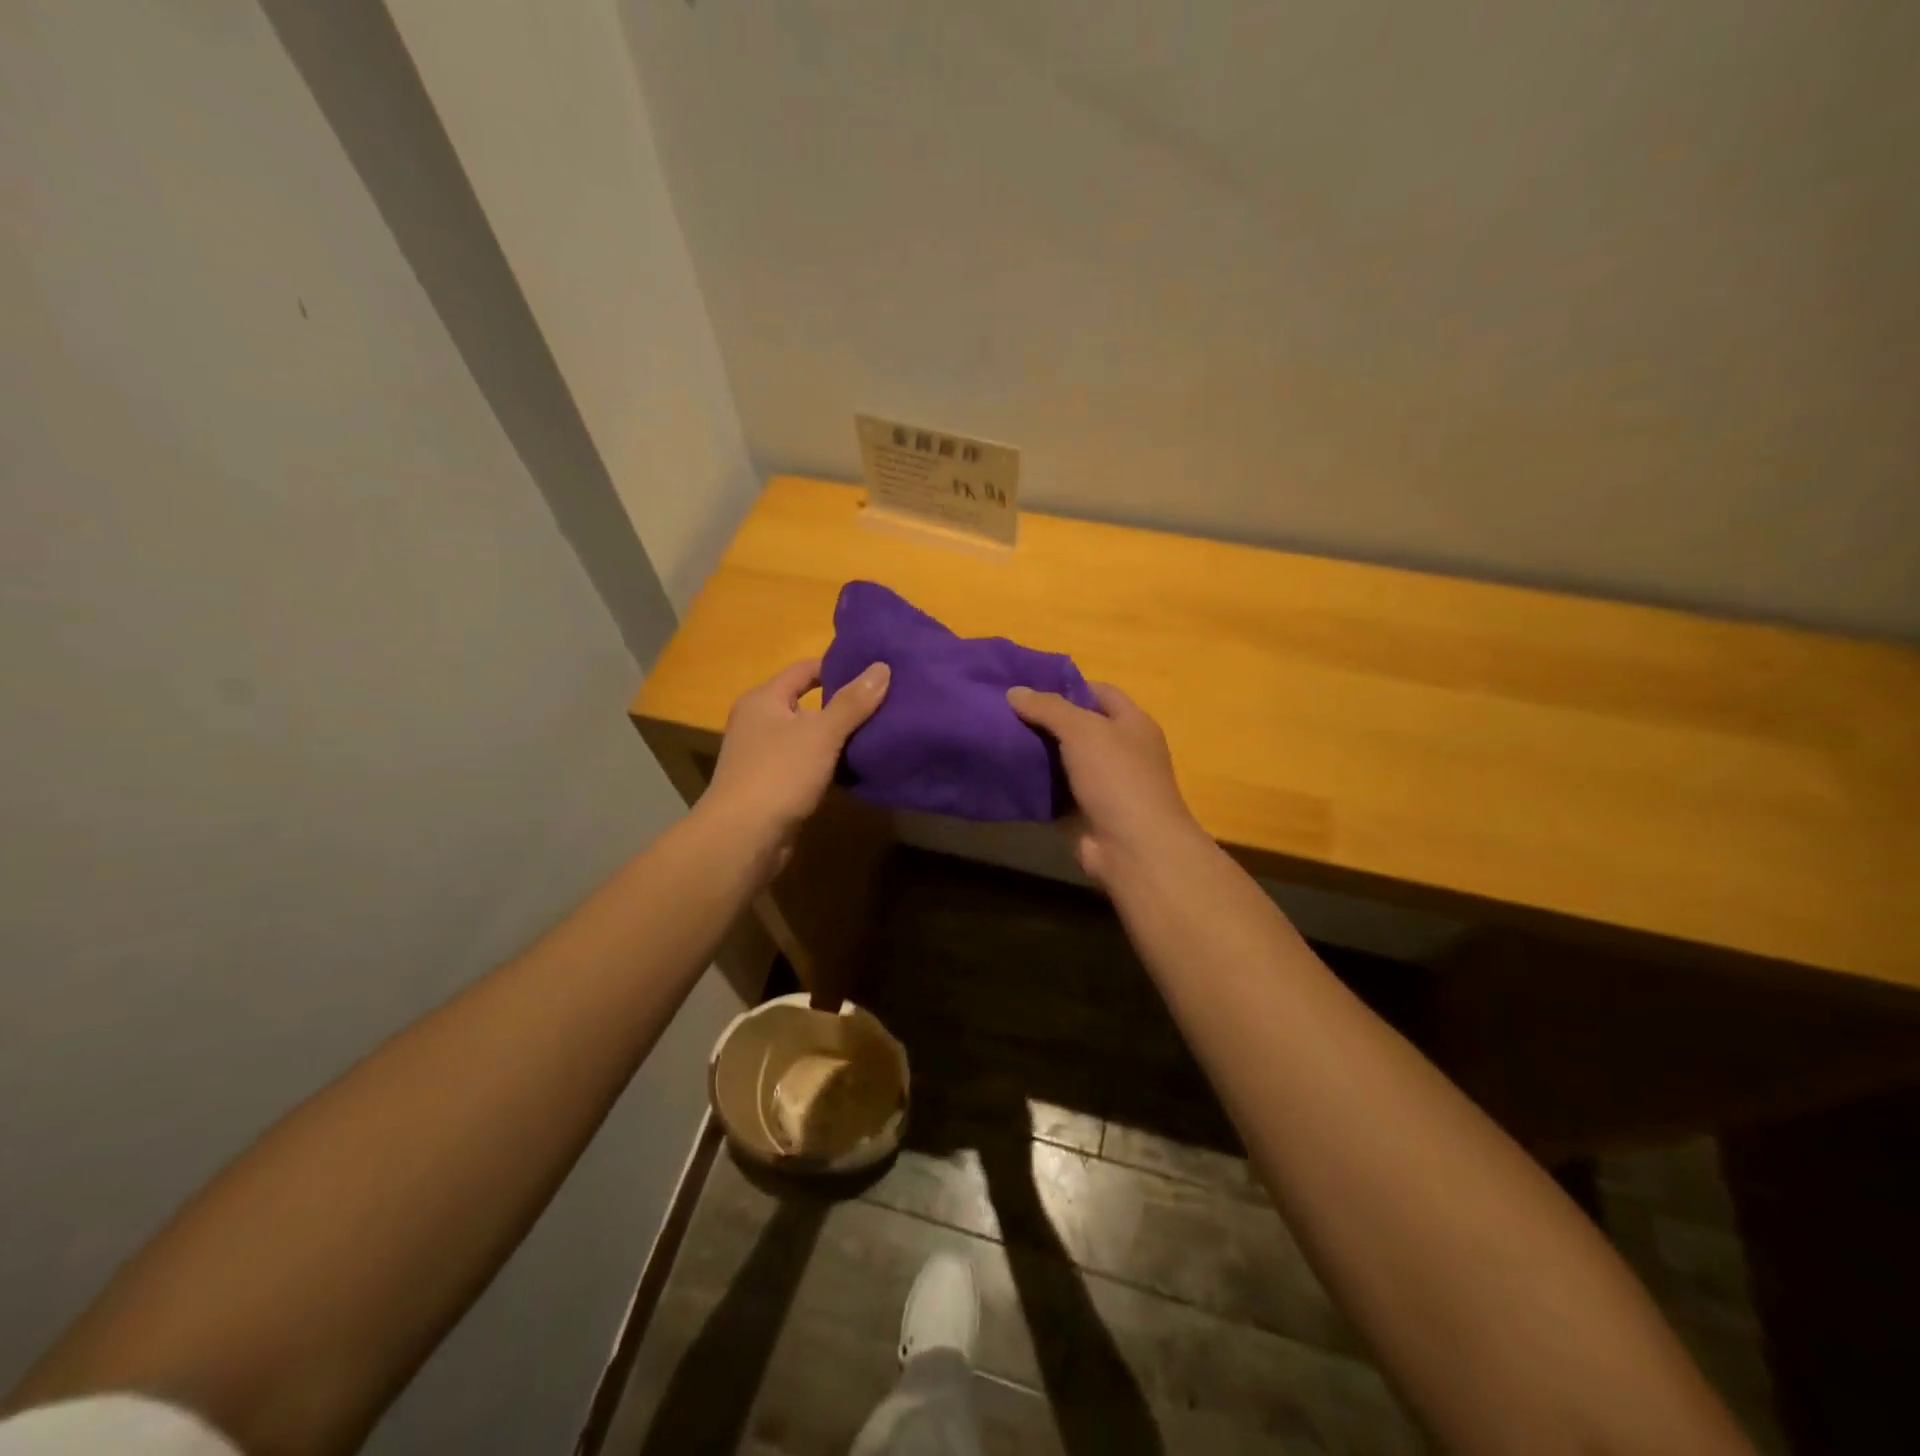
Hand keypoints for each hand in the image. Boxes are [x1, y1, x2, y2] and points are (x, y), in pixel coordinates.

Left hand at [702, 657, 890, 872]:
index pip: (804, 669)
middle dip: (844, 704)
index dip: (838, 666)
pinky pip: (809, 765)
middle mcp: (760, 723)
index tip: (874, 669)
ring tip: (881, 731)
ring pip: (810, 738)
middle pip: (808, 703)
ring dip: (840, 737)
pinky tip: (859, 767)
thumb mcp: (821, 733)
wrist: (743, 838)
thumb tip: (882, 667)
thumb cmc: (778, 774)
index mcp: (764, 700)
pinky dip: (831, 765)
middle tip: (886, 700)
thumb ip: (852, 702)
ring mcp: (765, 757)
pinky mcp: (775, 787)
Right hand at [1007, 682, 1205, 884]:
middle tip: (1004, 712)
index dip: (1066, 685)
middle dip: (1045, 720)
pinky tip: (1007, 775)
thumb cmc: (1117, 777)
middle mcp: (1122, 751)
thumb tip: (1014, 691)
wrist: (1133, 847)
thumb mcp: (1082, 730)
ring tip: (998, 739)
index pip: (1099, 692)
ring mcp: (1105, 785)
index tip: (1027, 686)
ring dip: (1037, 754)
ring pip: (1064, 761)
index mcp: (1132, 724)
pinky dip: (1036, 786)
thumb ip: (1048, 707)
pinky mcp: (1086, 813)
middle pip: (1079, 727)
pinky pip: (1056, 792)